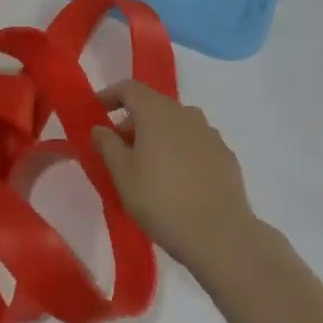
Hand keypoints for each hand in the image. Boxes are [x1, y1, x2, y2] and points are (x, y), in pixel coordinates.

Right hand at [93, 81, 257, 274]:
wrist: (220, 234)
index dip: (110, 95)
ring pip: (176, 123)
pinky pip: (195, 142)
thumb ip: (107, 145)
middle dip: (133, 119)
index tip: (96, 110)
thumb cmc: (161, 201)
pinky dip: (180, 149)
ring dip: (158, 134)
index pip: (129, 88)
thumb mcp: (123, 175)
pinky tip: (177, 178)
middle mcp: (185, 113)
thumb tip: (99, 127)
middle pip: (154, 105)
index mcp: (156, 112)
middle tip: (118, 146)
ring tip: (148, 165)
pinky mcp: (225, 154)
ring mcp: (210, 133)